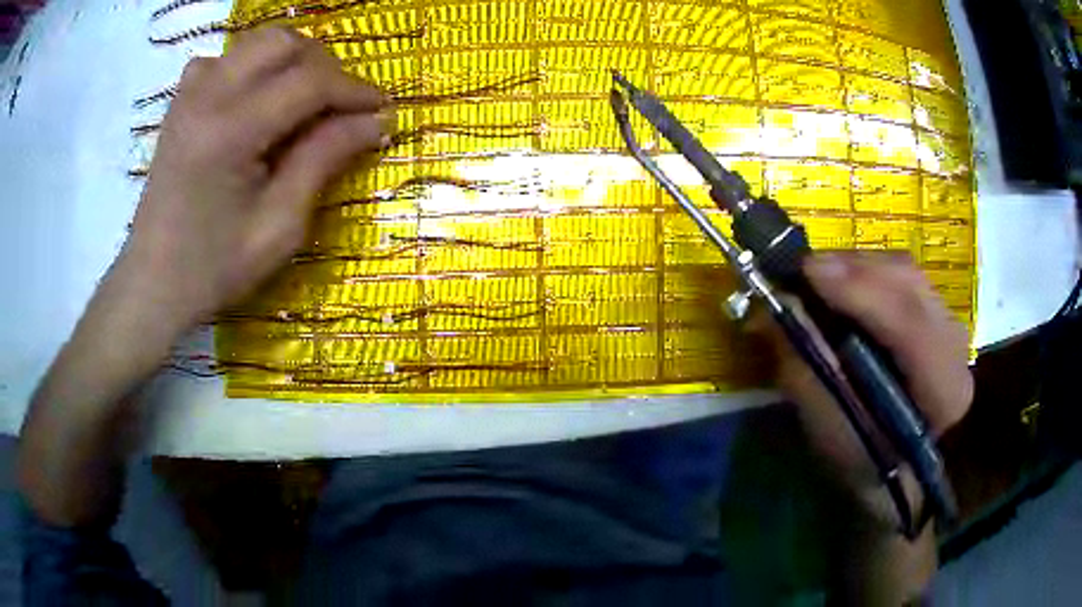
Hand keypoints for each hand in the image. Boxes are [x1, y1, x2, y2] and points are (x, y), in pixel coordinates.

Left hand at [122, 26, 391, 331]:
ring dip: (294, 62)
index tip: (382, 110)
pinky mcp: (182, 100)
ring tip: (306, 102)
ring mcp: (190, 93)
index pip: (309, 82)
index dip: (354, 90)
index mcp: (229, 131)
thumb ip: (324, 160)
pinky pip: (230, 57)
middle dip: (325, 67)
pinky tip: (259, 98)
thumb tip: (376, 121)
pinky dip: (257, 66)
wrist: (152, 282)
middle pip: (285, 44)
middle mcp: (208, 95)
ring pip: (259, 42)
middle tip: (340, 108)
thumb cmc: (214, 267)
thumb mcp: (279, 227)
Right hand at [765, 253, 972, 525]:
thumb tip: (779, 307)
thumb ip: (809, 371)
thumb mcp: (832, 433)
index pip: (909, 324)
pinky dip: (868, 272)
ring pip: (906, 271)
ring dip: (857, 266)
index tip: (807, 272)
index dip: (859, 291)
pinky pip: (902, 276)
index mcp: (943, 391)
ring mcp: (951, 323)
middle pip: (909, 283)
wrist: (902, 465)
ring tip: (818, 274)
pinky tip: (844, 283)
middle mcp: (956, 346)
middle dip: (853, 268)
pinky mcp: (938, 311)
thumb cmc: (865, 462)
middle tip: (803, 269)